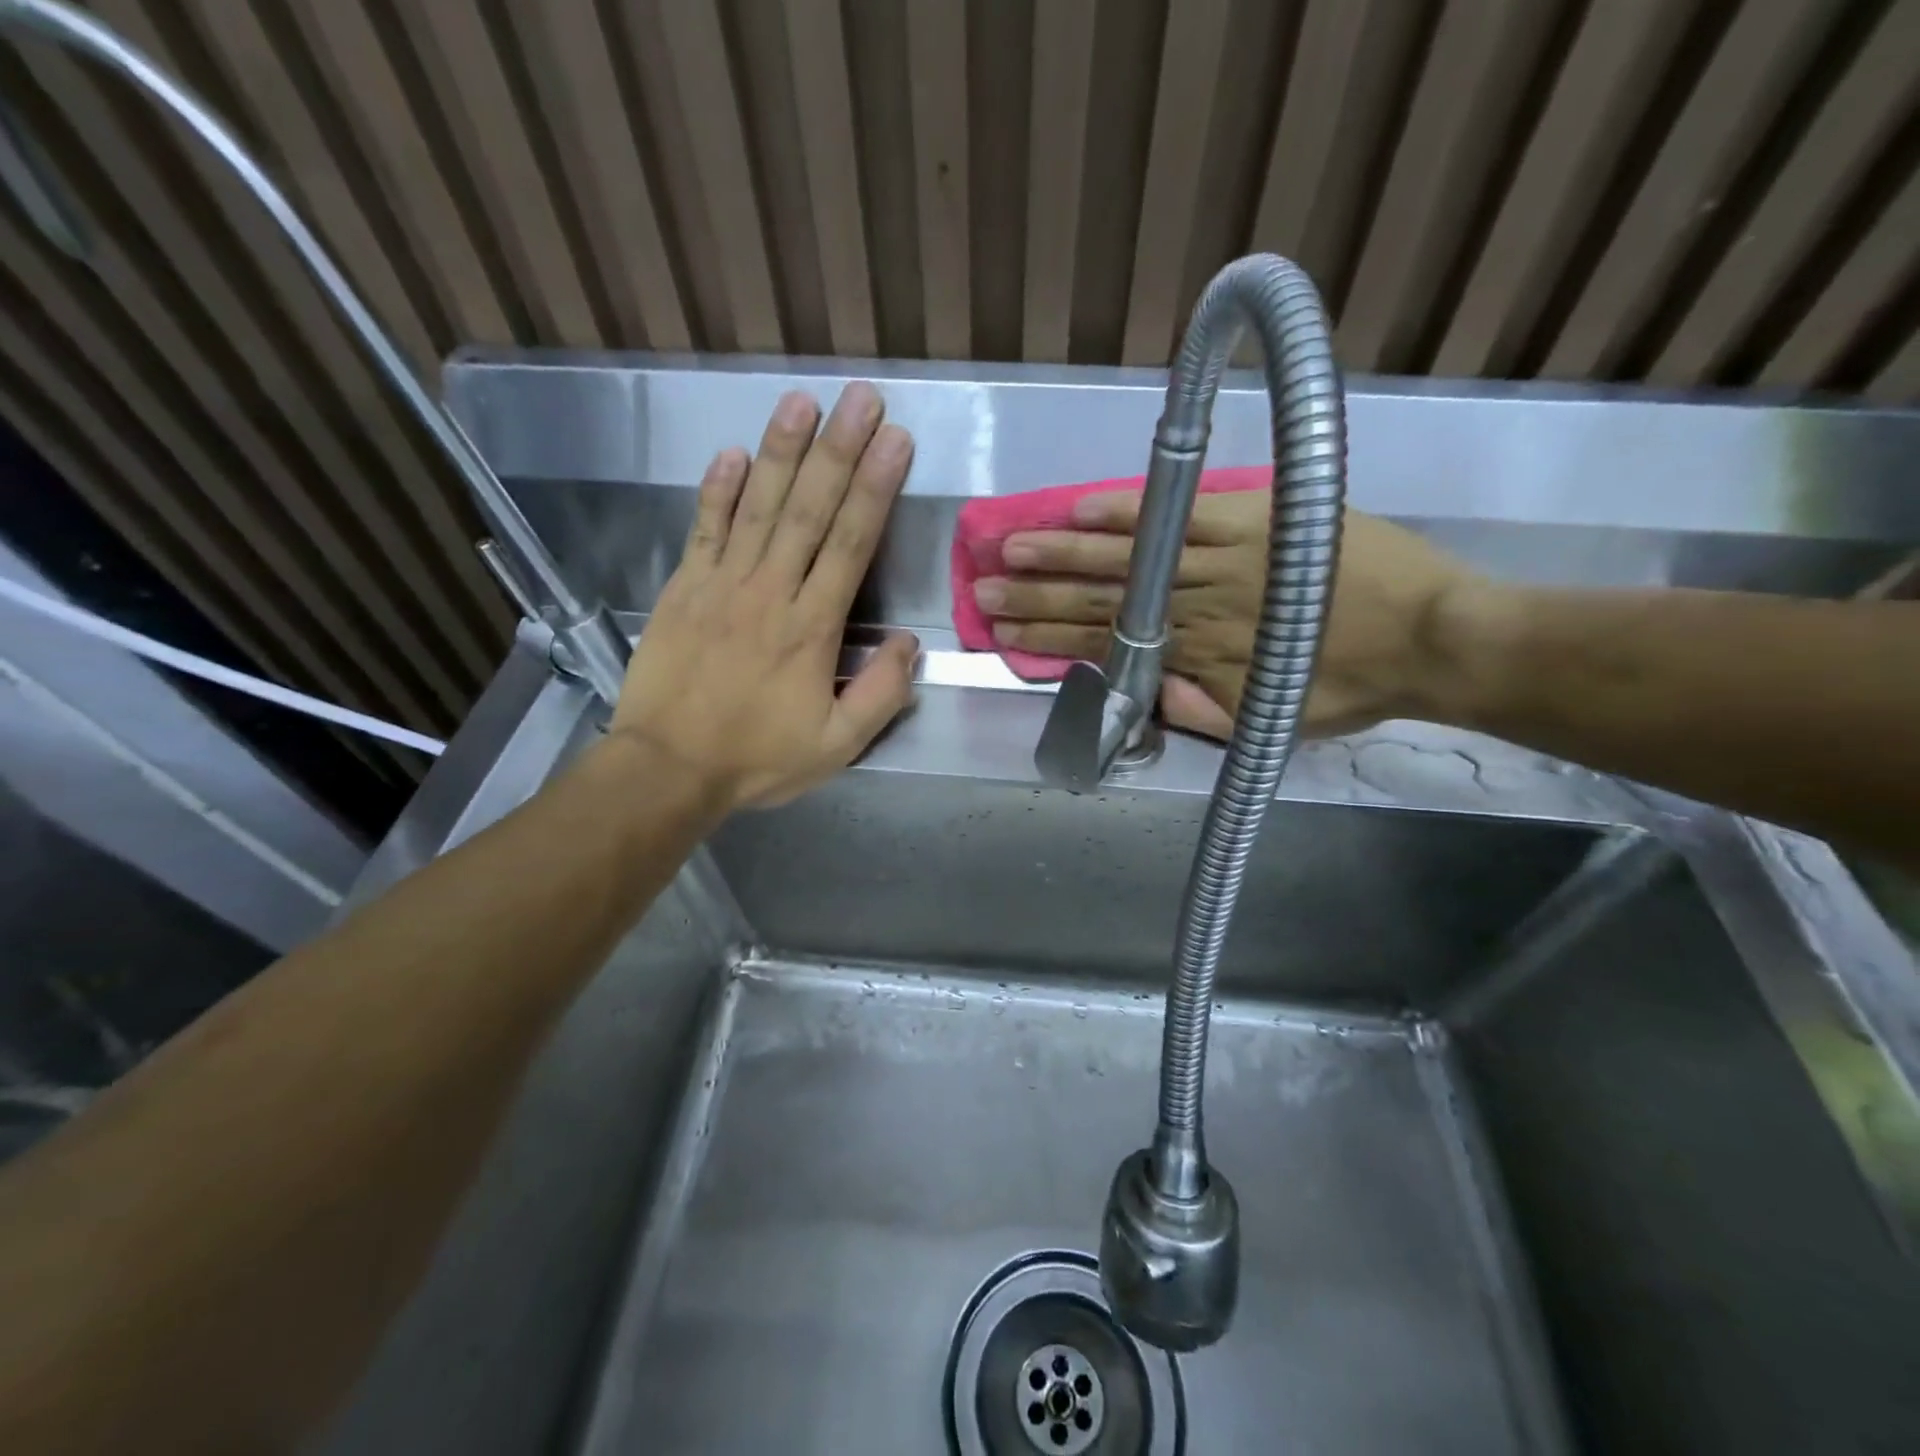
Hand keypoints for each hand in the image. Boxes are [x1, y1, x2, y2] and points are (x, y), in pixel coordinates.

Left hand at [611, 383, 917, 808]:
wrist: (667, 768)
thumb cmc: (757, 758)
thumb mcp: (838, 745)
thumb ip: (881, 694)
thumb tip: (908, 643)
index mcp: (812, 628)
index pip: (850, 544)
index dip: (875, 489)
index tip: (895, 442)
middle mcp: (770, 591)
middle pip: (809, 510)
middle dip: (838, 450)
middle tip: (861, 399)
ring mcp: (721, 584)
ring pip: (758, 506)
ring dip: (781, 451)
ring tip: (802, 402)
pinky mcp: (684, 588)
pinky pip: (705, 529)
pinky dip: (718, 489)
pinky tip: (733, 452)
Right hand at [975, 490, 1478, 738]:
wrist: (1435, 637)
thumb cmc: (1350, 685)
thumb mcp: (1273, 722)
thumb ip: (1203, 712)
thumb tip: (1144, 694)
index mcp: (1196, 656)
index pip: (1106, 644)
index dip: (1050, 641)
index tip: (1004, 635)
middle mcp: (1195, 605)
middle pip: (1101, 599)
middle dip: (1036, 597)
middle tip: (984, 590)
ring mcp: (1221, 558)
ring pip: (1129, 556)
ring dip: (1064, 553)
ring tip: (1012, 547)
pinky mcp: (1252, 519)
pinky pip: (1181, 513)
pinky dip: (1131, 511)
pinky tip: (1084, 508)